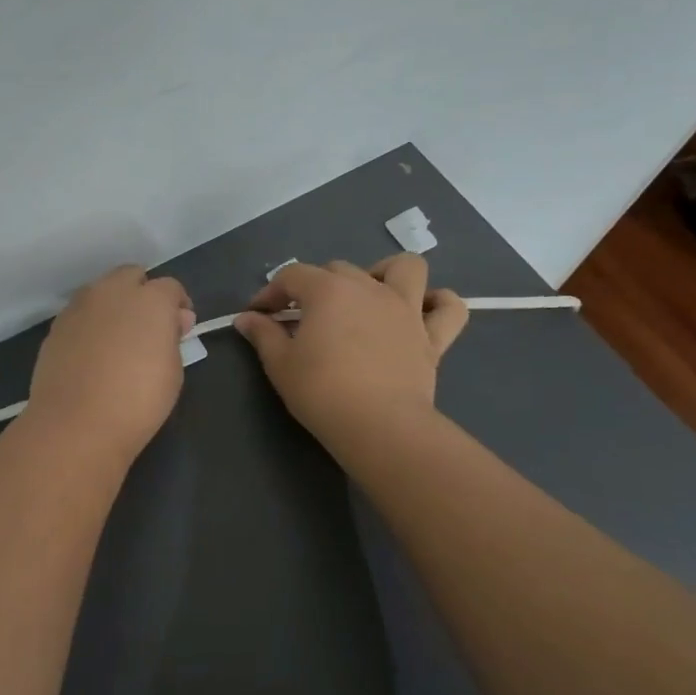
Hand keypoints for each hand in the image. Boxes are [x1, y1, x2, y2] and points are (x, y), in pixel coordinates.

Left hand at [26, 265, 193, 463]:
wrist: (75, 424)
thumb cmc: (138, 400)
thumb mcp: (173, 371)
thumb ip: (172, 336)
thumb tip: (174, 319)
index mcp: (150, 299)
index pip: (170, 287)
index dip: (177, 305)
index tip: (180, 329)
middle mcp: (112, 292)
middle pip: (131, 276)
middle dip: (142, 294)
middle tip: (148, 328)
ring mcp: (79, 306)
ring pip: (101, 291)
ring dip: (113, 305)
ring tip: (118, 339)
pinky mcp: (56, 326)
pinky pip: (80, 314)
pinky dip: (90, 324)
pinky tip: (93, 353)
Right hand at [233, 256, 467, 449]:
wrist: (378, 426)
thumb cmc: (321, 391)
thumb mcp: (280, 363)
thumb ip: (263, 334)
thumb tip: (246, 319)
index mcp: (328, 290)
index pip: (292, 276)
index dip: (270, 292)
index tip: (258, 316)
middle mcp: (369, 288)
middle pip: (338, 269)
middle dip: (315, 286)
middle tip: (302, 318)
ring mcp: (406, 309)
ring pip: (406, 268)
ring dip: (386, 273)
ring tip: (369, 296)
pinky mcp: (432, 337)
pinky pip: (449, 309)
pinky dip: (439, 304)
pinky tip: (422, 312)